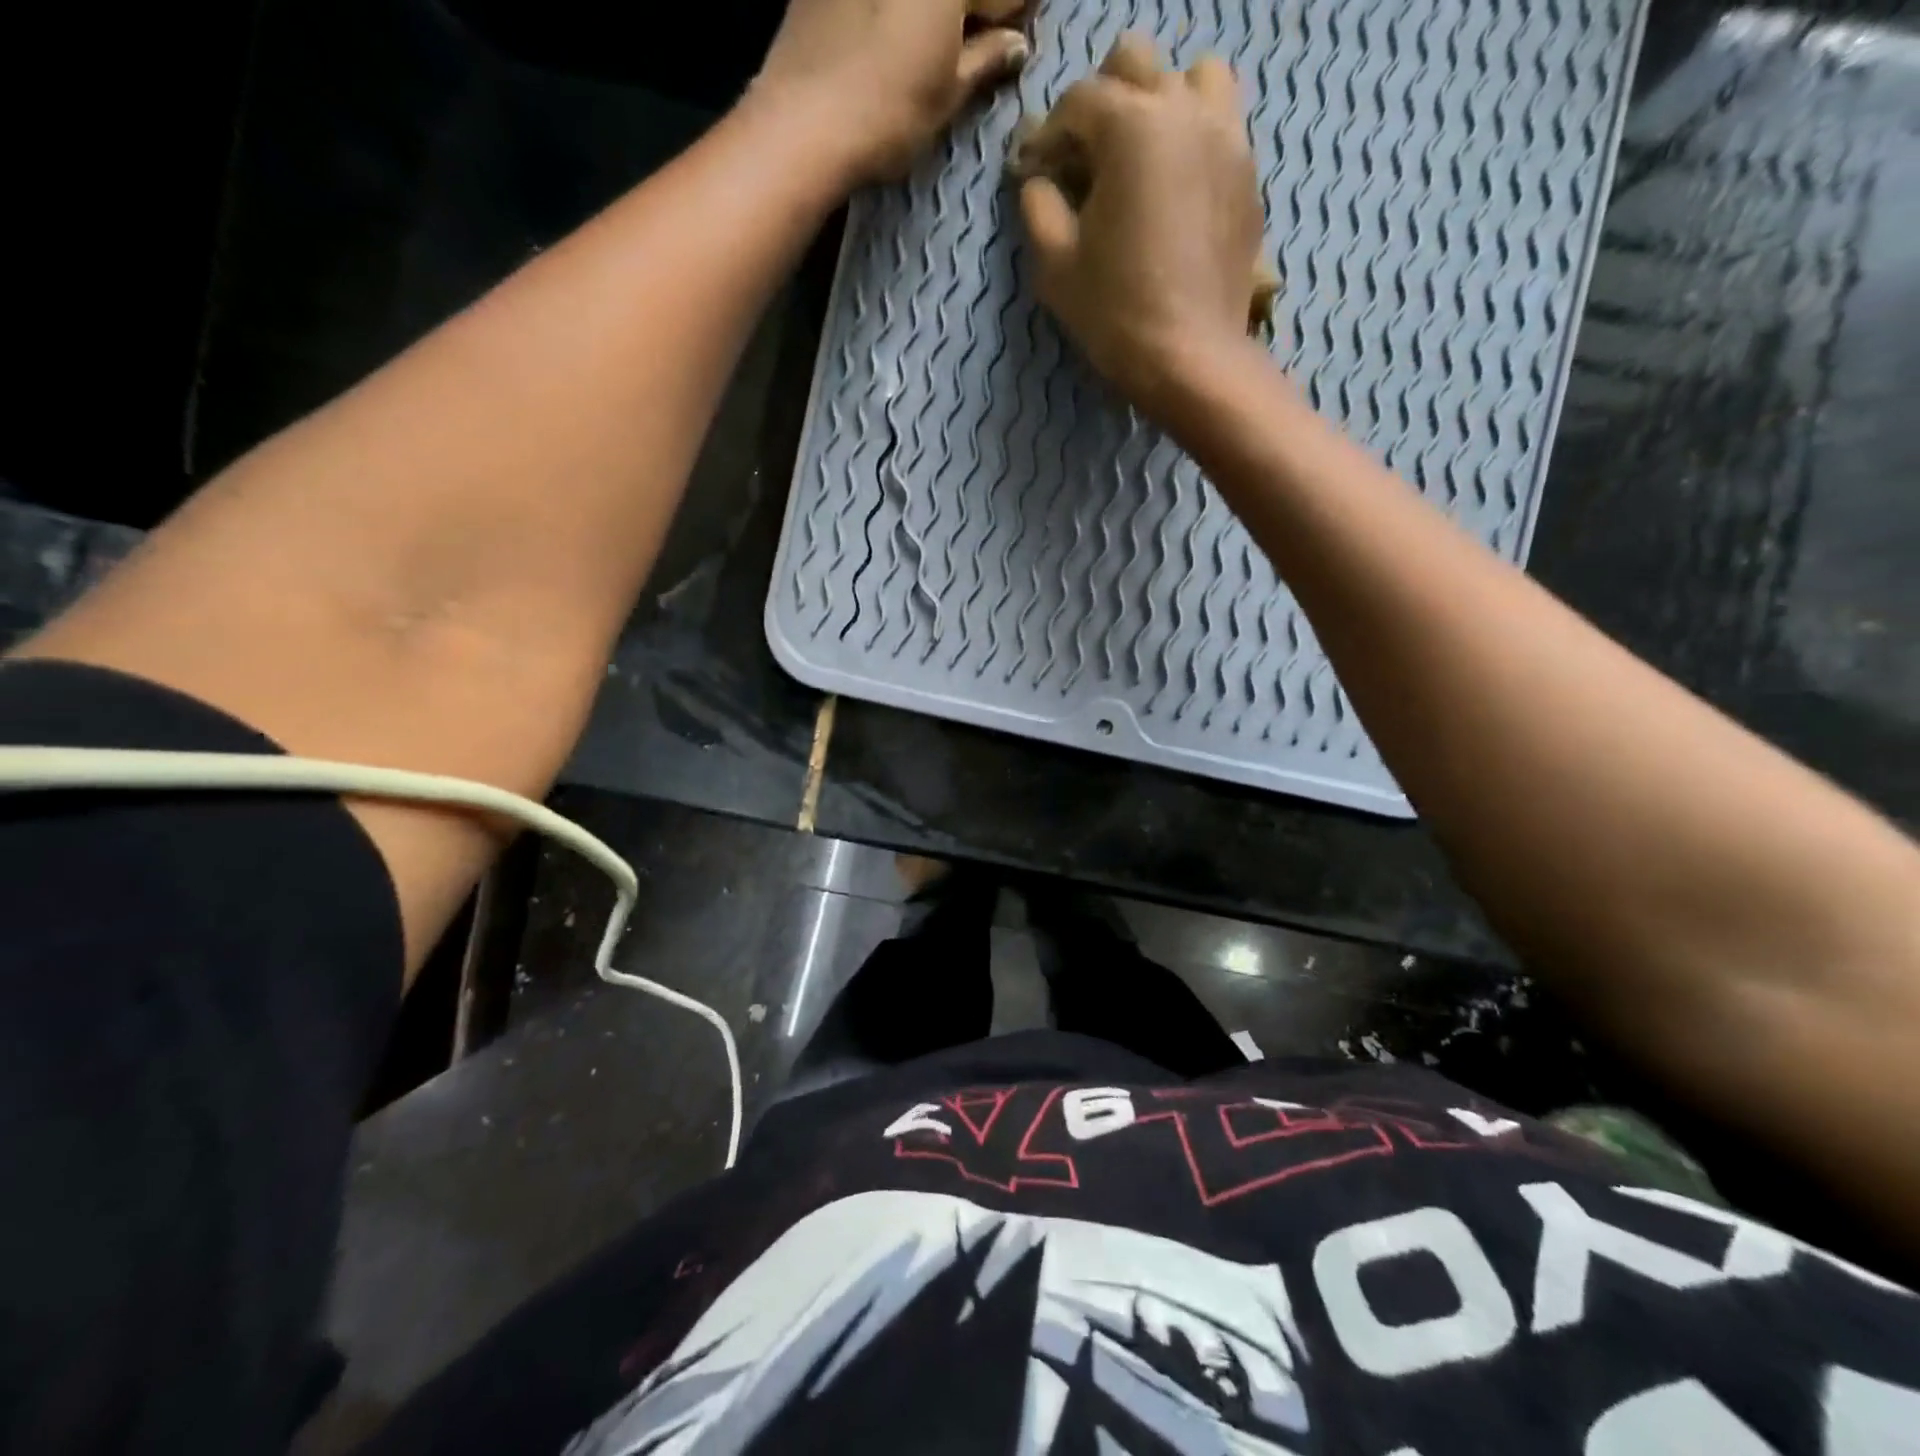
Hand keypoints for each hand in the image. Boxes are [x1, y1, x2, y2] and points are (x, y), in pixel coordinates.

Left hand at [755, 0, 1028, 184]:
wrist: (803, 124)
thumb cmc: (887, 114)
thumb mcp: (946, 94)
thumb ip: (985, 60)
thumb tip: (1016, 45)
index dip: (1013, 11)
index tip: (1015, 36)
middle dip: (973, 9)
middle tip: (979, 40)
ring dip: (933, 17)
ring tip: (933, 47)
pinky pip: (877, 2)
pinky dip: (893, 15)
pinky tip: (889, 38)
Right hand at [1017, 36, 1264, 414]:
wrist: (1191, 359)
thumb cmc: (1115, 313)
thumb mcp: (1055, 265)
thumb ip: (1038, 206)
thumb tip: (1038, 178)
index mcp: (1132, 126)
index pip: (1078, 100)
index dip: (1048, 135)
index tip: (1037, 173)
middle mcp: (1185, 111)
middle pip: (1136, 63)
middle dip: (1101, 102)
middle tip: (1085, 158)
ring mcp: (1228, 138)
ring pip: (1194, 78)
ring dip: (1161, 103)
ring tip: (1142, 157)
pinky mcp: (1249, 176)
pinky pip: (1221, 128)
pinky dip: (1193, 140)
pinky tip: (1175, 190)